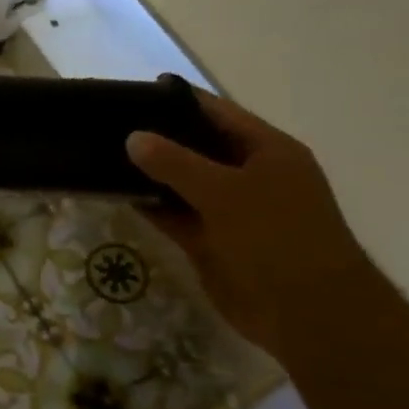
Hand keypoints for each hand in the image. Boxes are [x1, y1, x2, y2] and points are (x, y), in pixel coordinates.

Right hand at [126, 89, 384, 356]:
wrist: (308, 315)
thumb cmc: (278, 239)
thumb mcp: (225, 192)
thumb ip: (175, 163)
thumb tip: (132, 137)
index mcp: (267, 151)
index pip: (216, 112)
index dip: (177, 100)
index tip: (131, 92)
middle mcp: (248, 175)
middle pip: (195, 146)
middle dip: (156, 137)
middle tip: (105, 125)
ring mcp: (229, 210)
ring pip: (181, 182)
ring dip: (148, 173)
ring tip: (100, 155)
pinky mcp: (211, 241)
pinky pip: (174, 215)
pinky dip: (150, 205)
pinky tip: (115, 193)